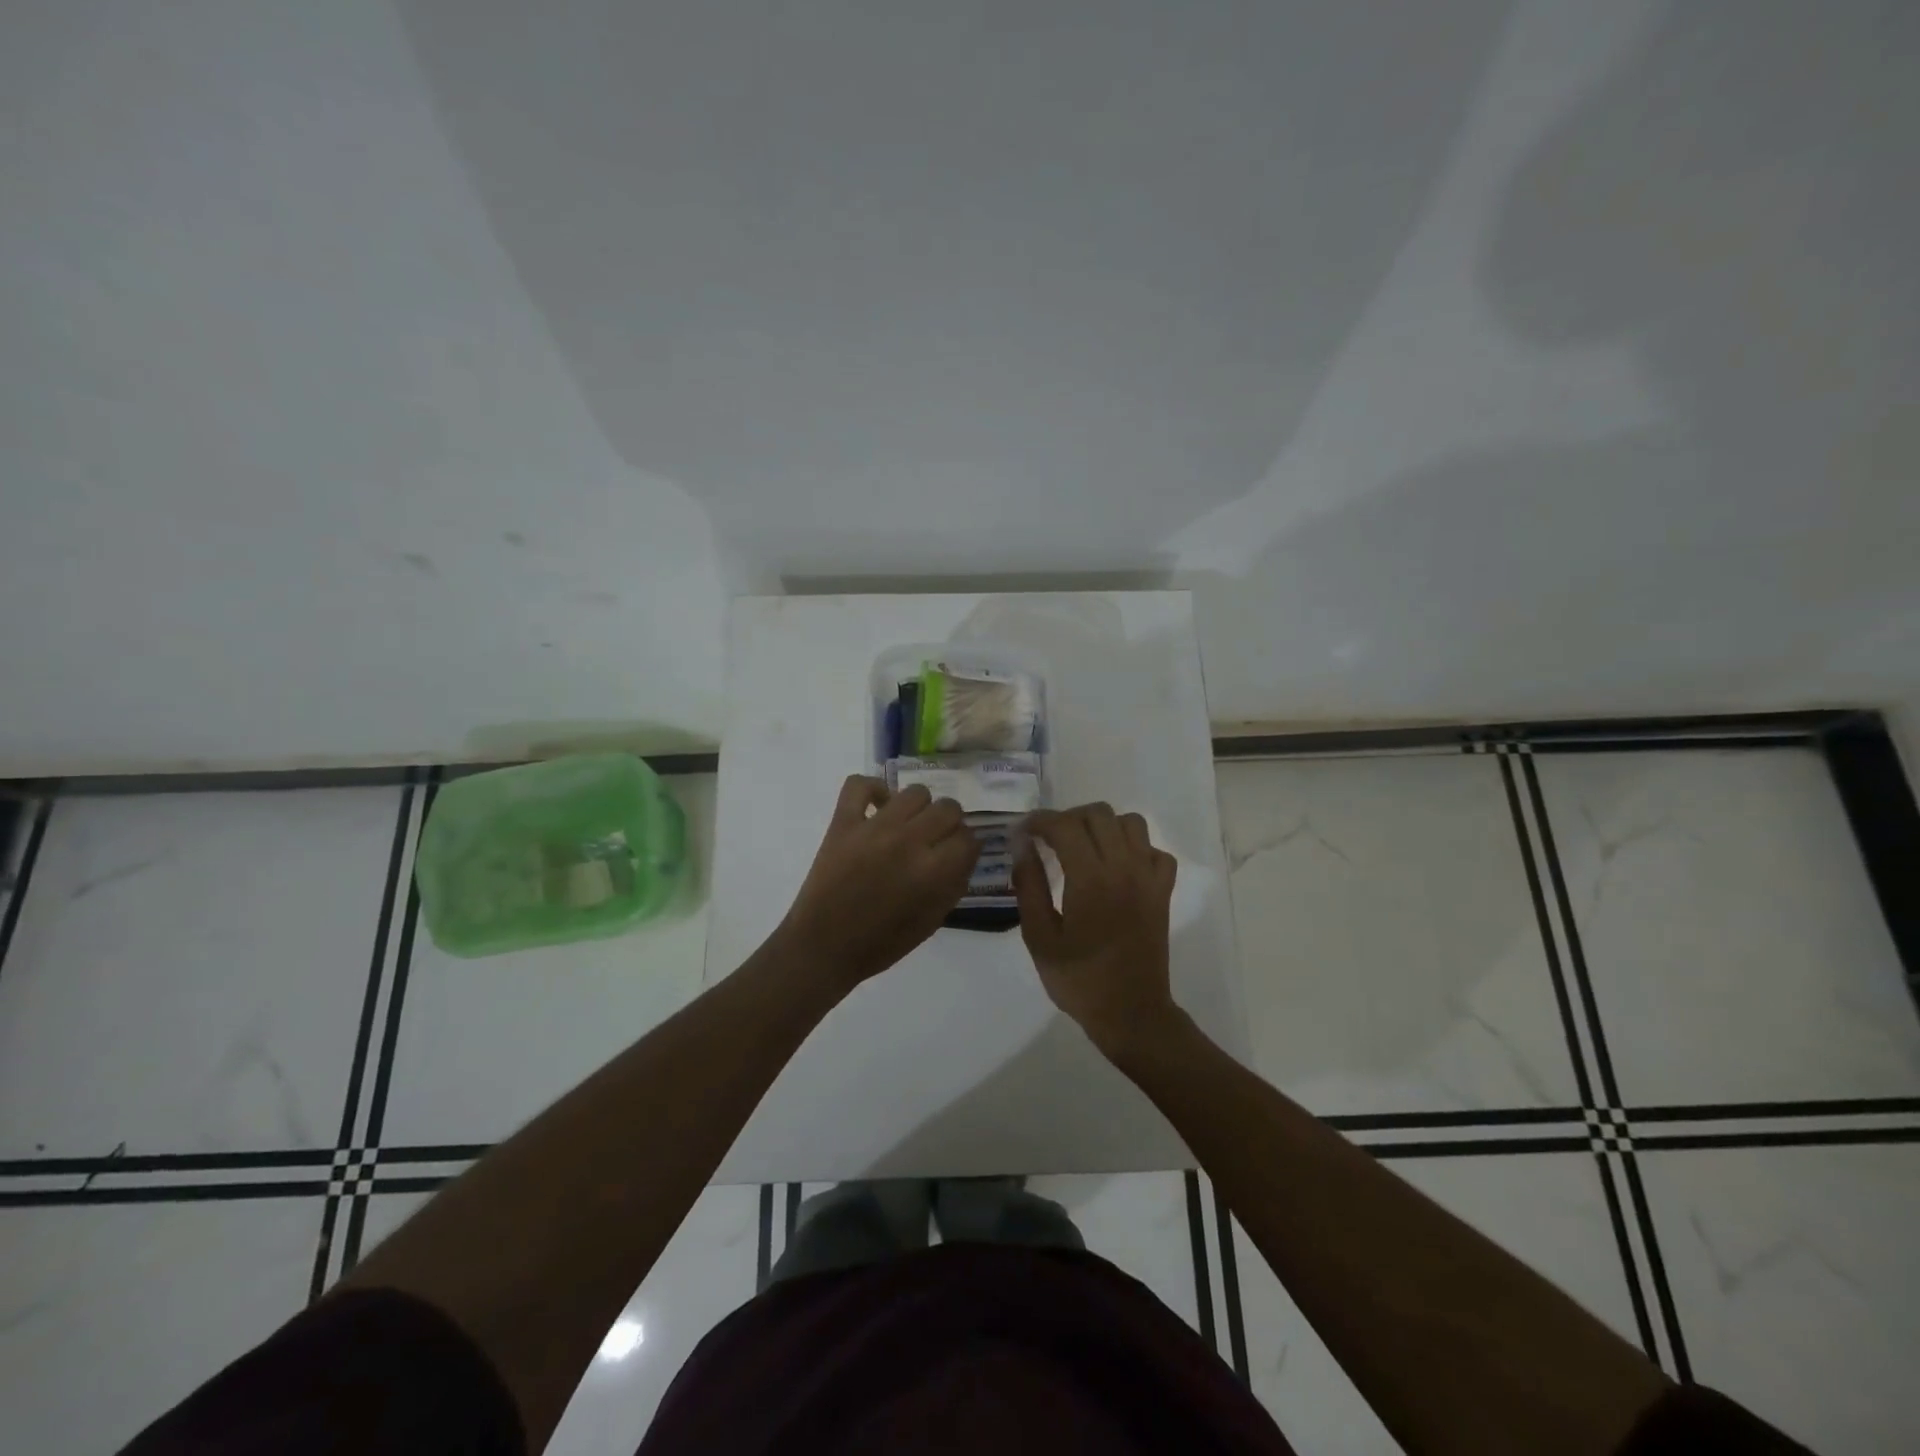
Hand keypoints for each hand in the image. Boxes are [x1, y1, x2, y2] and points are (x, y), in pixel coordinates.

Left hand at [778, 775, 977, 992]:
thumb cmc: (881, 943)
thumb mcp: (931, 922)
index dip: (967, 848)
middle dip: (949, 826)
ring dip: (919, 809)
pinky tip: (878, 808)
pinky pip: (859, 784)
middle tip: (935, 842)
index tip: (957, 855)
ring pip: (915, 792)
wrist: (823, 947)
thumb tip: (965, 854)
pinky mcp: (843, 822)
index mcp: (933, 872)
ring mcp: (874, 827)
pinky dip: (873, 789)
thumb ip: (954, 884)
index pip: (969, 838)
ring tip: (908, 826)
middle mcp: (908, 841)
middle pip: (949, 809)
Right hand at [1013, 803, 1182, 1059]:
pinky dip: (1135, 848)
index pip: (1065, 825)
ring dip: (1103, 826)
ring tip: (1083, 847)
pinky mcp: (1163, 891)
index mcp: (1090, 879)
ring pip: (1130, 823)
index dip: (1040, 821)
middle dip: (1068, 818)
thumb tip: (1022, 846)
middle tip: (1049, 839)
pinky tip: (1117, 867)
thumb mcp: (1039, 937)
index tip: (1023, 832)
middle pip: (1098, 814)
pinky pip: (1154, 850)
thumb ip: (1029, 886)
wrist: (1131, 1013)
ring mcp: (1149, 877)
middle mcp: (1124, 868)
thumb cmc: (1078, 980)